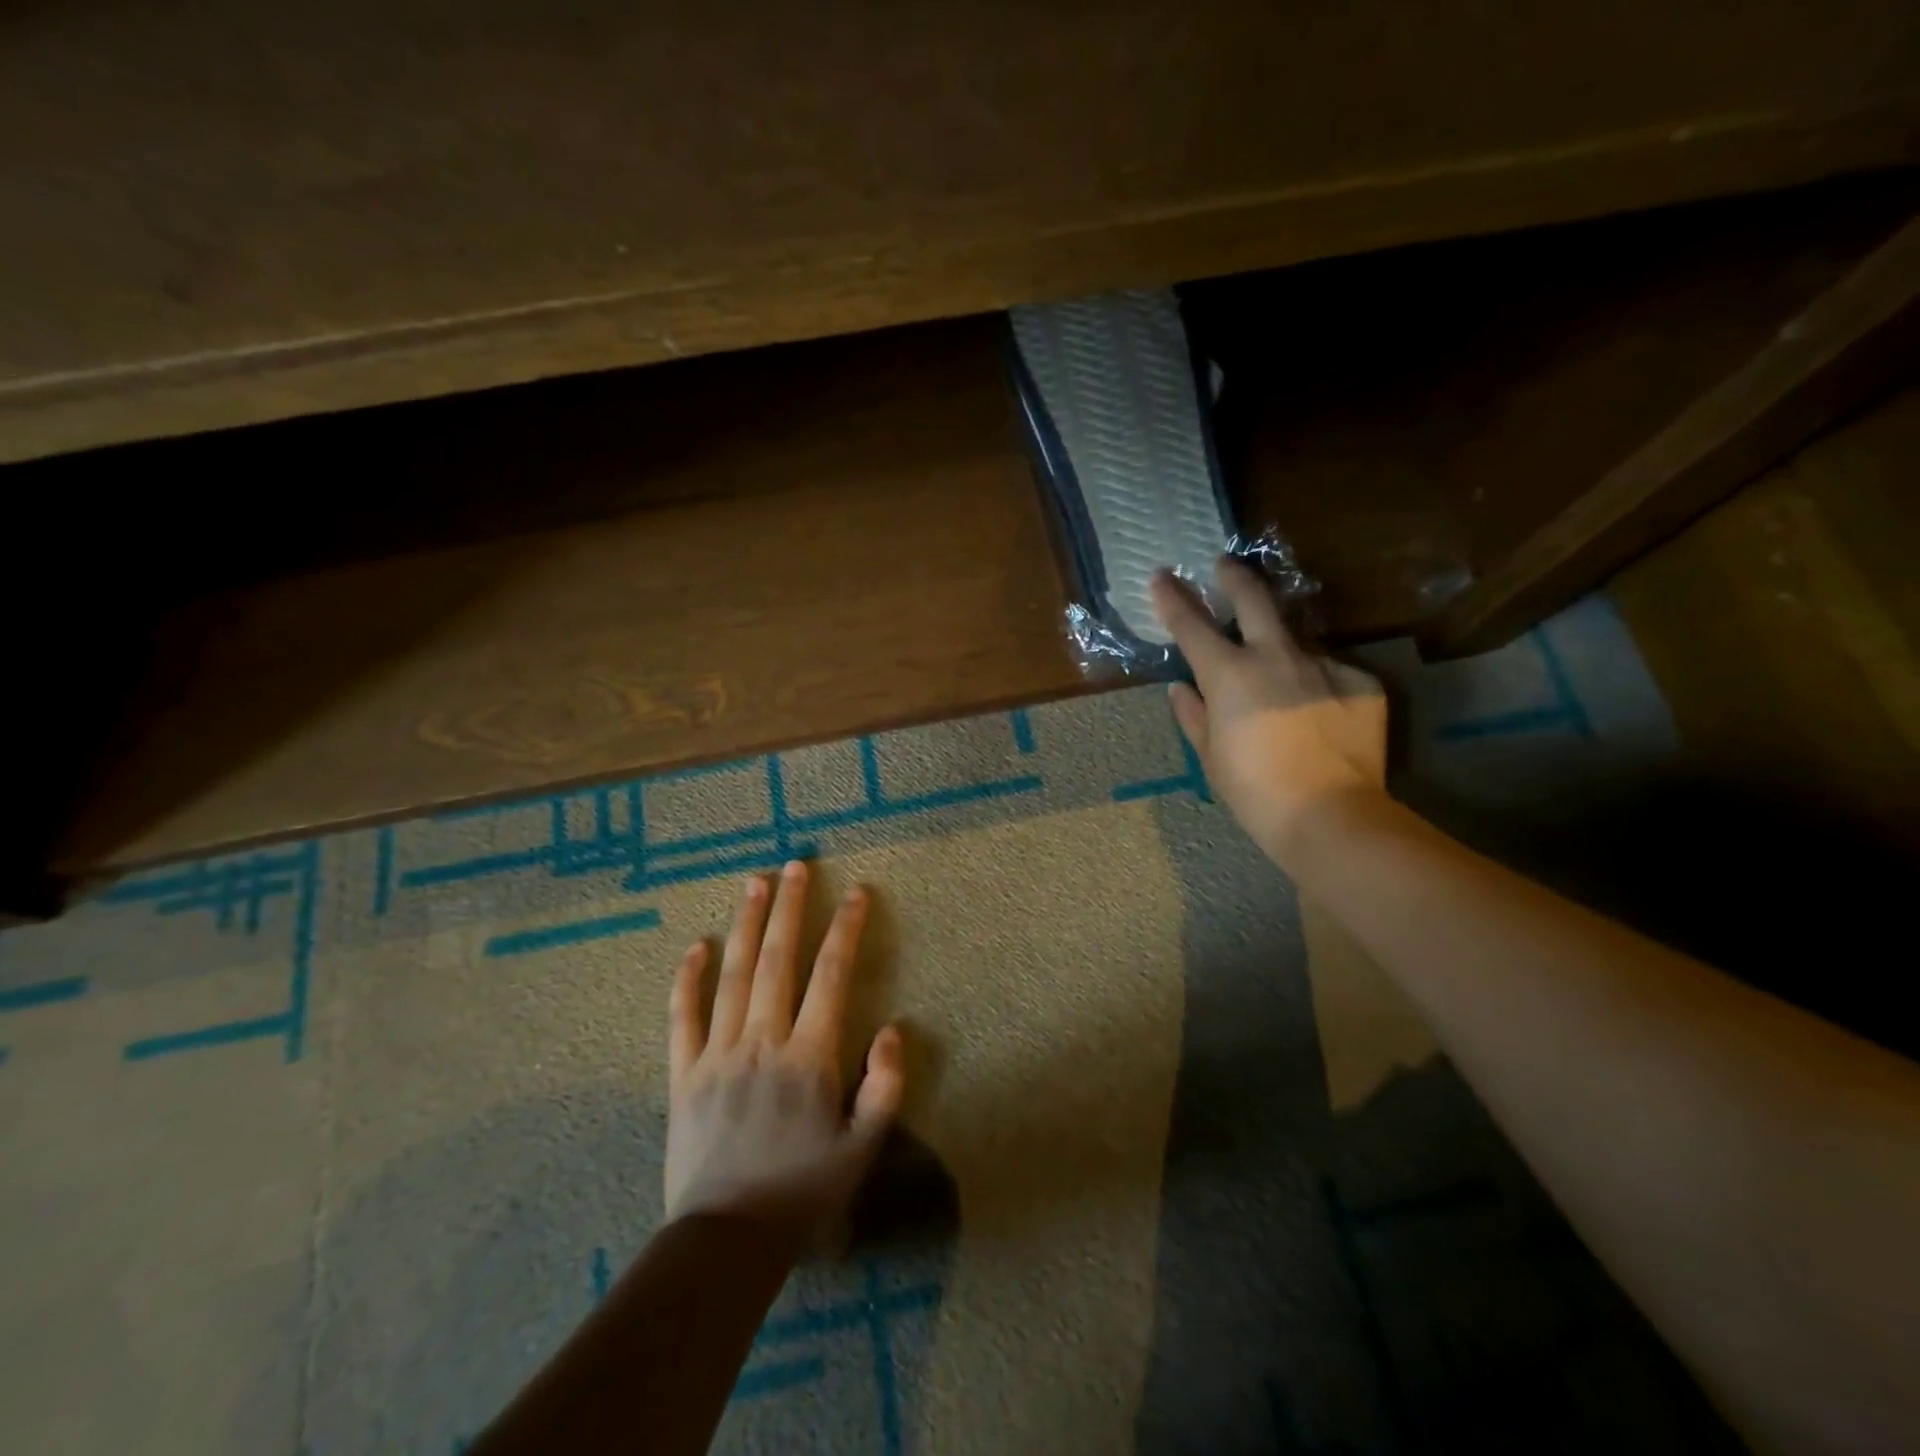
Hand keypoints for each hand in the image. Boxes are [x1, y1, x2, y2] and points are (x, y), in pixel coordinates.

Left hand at [664, 860, 904, 1250]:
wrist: (726, 1241)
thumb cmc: (802, 1192)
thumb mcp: (862, 1148)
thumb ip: (885, 1086)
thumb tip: (895, 1029)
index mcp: (809, 1056)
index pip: (831, 975)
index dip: (846, 929)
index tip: (857, 892)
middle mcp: (763, 1040)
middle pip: (778, 959)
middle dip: (790, 907)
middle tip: (795, 864)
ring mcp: (718, 1053)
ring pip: (733, 974)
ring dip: (746, 924)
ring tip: (753, 882)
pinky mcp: (684, 1073)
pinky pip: (683, 1016)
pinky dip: (688, 979)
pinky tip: (696, 946)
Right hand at [1150, 557, 1387, 866]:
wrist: (1330, 815)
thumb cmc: (1254, 790)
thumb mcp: (1211, 756)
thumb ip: (1194, 715)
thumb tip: (1180, 689)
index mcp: (1229, 674)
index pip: (1192, 625)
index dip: (1173, 598)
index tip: (1161, 576)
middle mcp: (1276, 656)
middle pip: (1254, 600)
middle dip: (1234, 577)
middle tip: (1225, 564)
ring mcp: (1324, 665)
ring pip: (1297, 641)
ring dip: (1281, 649)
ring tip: (1280, 682)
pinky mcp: (1361, 682)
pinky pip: (1332, 673)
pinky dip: (1317, 686)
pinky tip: (1319, 716)